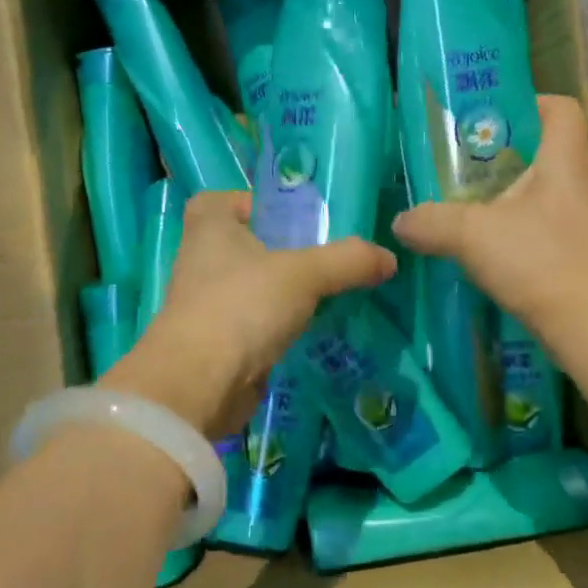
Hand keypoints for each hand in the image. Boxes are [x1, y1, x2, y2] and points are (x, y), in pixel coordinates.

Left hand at [101, 190, 395, 438]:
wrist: (198, 386)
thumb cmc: (242, 306)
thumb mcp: (303, 274)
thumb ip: (347, 260)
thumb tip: (388, 257)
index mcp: (209, 227)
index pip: (220, 200)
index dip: (250, 203)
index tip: (287, 218)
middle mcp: (200, 260)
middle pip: (241, 244)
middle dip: (278, 249)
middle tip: (323, 255)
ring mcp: (204, 304)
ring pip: (249, 286)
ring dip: (279, 291)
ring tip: (326, 293)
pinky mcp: (215, 342)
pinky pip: (252, 323)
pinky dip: (276, 326)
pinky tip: (309, 331)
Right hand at [392, 95, 587, 337]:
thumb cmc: (540, 260)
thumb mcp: (473, 234)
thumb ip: (431, 222)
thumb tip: (401, 221)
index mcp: (565, 159)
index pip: (561, 108)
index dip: (530, 103)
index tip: (492, 118)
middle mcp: (584, 181)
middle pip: (550, 148)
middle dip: (509, 152)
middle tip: (469, 163)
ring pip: (549, 189)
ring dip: (514, 193)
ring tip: (475, 205)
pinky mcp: (586, 251)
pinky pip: (551, 222)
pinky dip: (524, 226)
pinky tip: (494, 246)